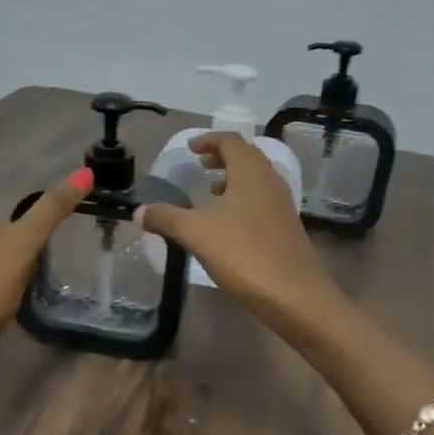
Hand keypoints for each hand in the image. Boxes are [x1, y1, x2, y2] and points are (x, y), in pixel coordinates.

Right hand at [132, 133, 340, 331]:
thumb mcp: (196, 233)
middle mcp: (270, 181)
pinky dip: (243, 199)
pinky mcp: (286, 227)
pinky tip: (228, 223)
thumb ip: (166, 218)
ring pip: (256, 180)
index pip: (230, 141)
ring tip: (211, 190)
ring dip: (233, 179)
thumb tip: (139, 212)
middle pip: (246, 157)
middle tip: (200, 165)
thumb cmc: (244, 253)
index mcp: (250, 172)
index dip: (208, 140)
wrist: (294, 294)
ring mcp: (282, 205)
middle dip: (222, 157)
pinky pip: (262, 201)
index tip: (190, 148)